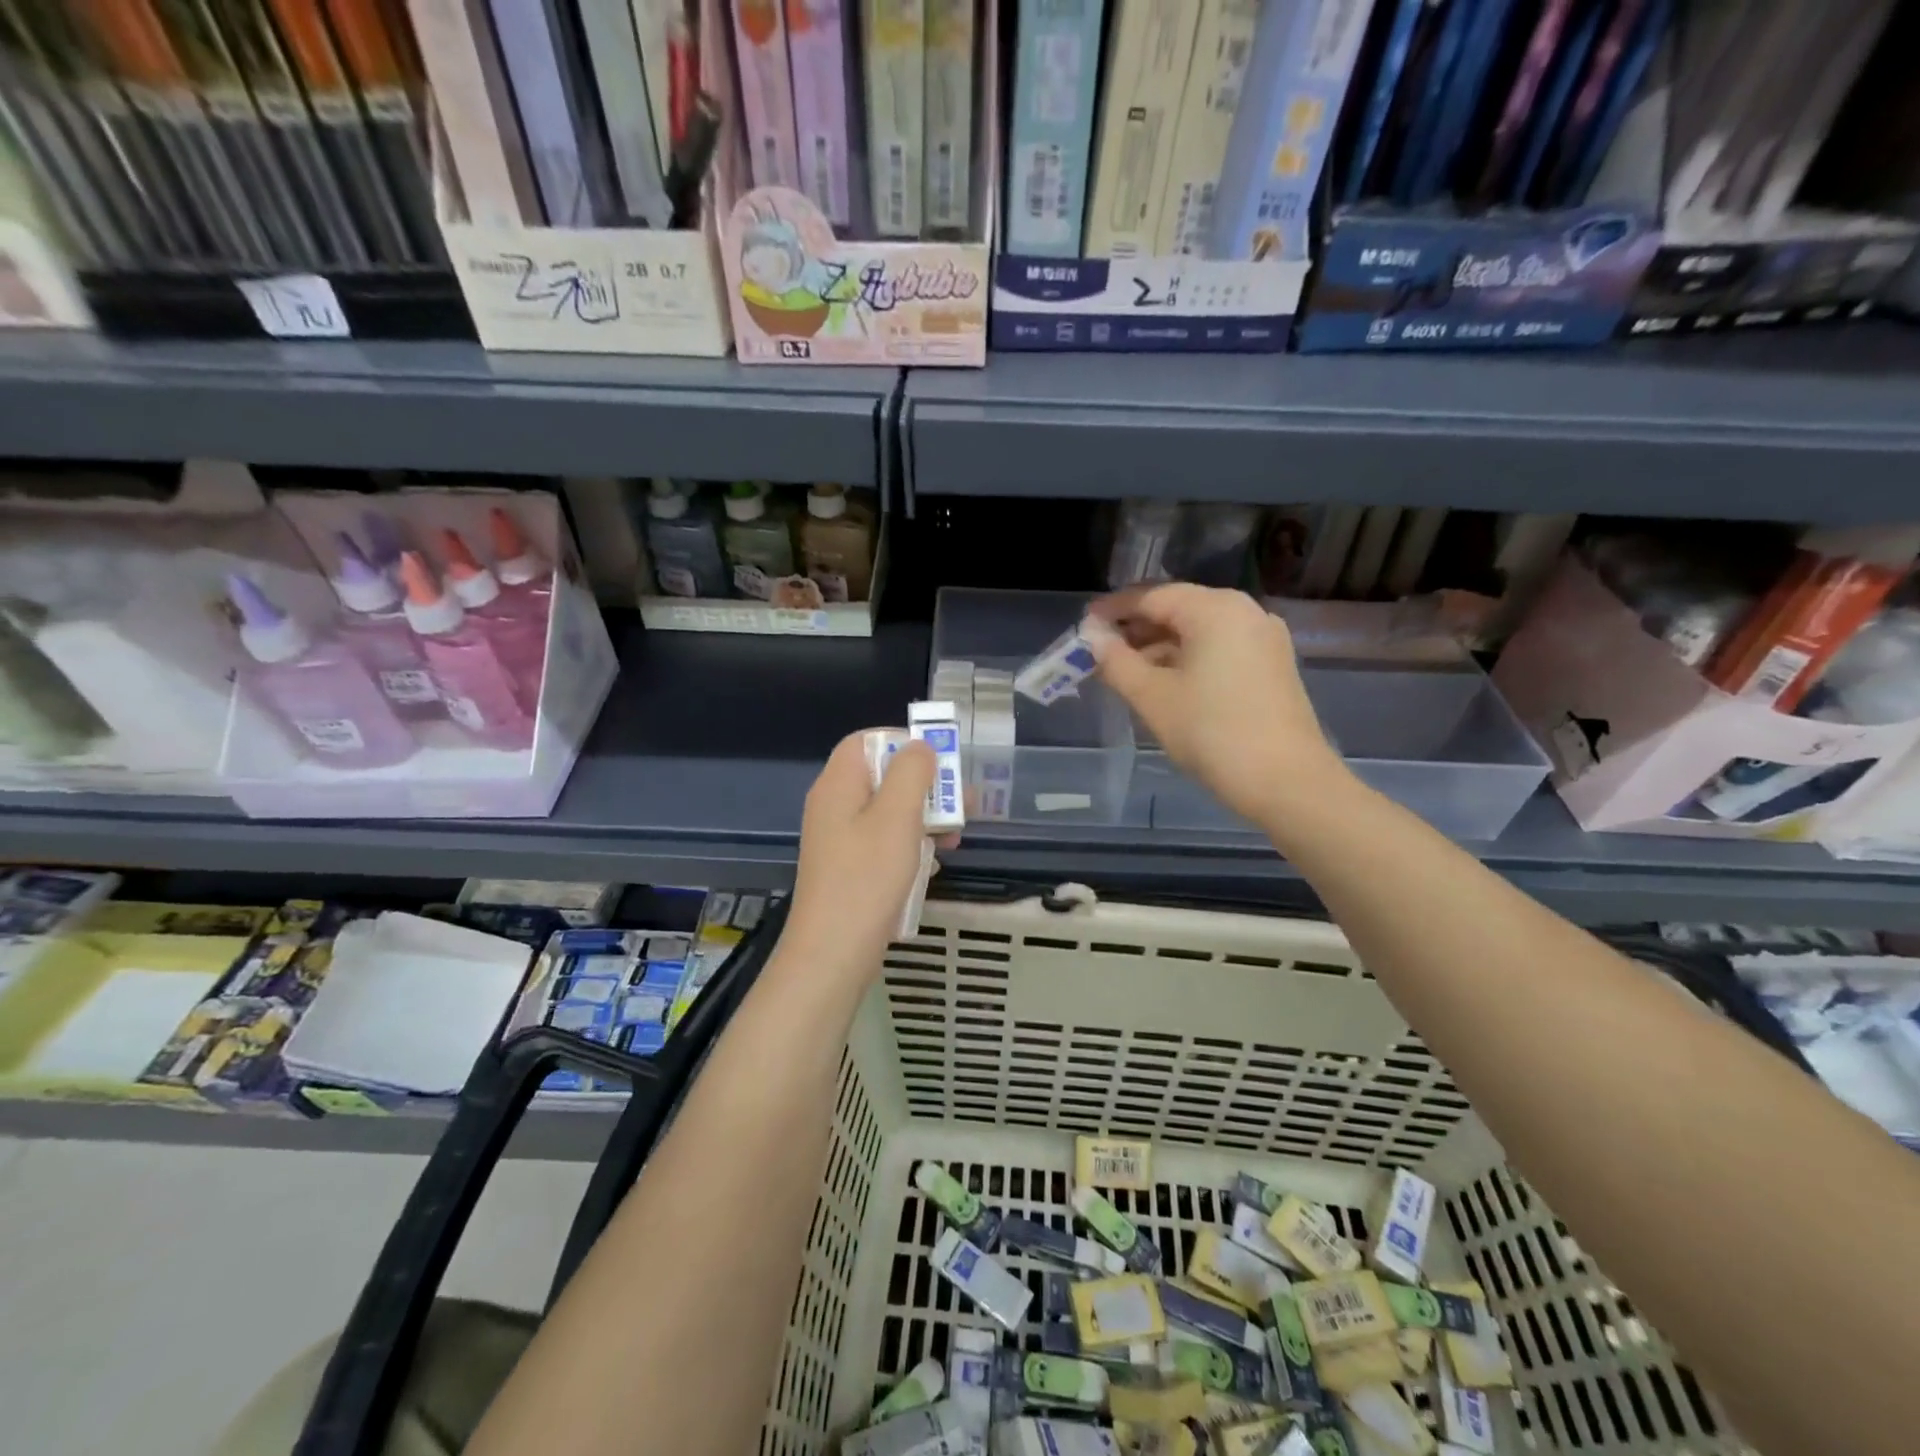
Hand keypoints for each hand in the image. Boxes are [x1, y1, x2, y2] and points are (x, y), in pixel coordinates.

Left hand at [784, 731, 946, 975]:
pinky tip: (935, 861)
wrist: (833, 952)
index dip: (902, 741)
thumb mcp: (897, 816)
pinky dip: (911, 844)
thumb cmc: (867, 877)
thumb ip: (911, 773)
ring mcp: (840, 839)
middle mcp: (834, 806)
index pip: (865, 740)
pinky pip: (883, 842)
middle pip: (882, 776)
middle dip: (925, 784)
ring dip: (924, 816)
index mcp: (839, 785)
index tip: (938, 759)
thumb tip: (920, 748)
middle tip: (963, 800)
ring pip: (888, 811)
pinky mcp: (849, 868)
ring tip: (957, 834)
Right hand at [1089, 583, 1344, 823]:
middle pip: (1178, 608)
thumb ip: (1117, 662)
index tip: (1084, 626)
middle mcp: (1244, 611)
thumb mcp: (1152, 697)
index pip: (1152, 596)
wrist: (1286, 782)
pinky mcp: (1272, 665)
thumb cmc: (1211, 732)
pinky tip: (1164, 682)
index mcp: (1215, 609)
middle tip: (1100, 651)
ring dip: (1160, 646)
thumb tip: (1093, 638)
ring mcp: (1263, 638)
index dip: (1114, 610)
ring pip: (1199, 630)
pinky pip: (1219, 648)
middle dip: (1137, 628)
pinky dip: (1187, 658)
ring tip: (1125, 671)